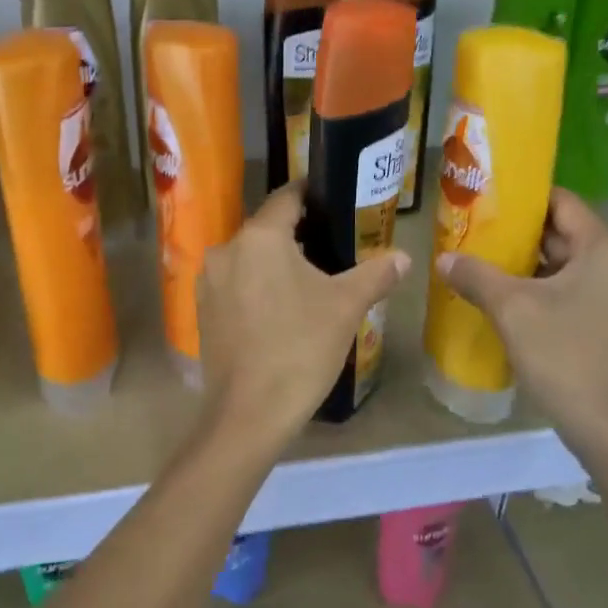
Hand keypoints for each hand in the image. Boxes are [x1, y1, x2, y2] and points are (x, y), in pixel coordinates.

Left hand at [196, 183, 410, 454]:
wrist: (249, 412)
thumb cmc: (301, 348)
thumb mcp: (346, 307)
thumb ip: (376, 274)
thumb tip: (404, 257)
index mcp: (260, 237)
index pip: (287, 197)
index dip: (312, 195)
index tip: (334, 202)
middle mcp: (226, 250)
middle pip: (267, 229)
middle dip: (297, 235)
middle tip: (331, 248)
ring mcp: (208, 282)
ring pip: (249, 259)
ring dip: (275, 264)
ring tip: (308, 282)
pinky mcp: (202, 311)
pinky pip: (235, 285)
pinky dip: (256, 287)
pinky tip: (279, 310)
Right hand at [436, 188, 607, 464]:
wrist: (607, 426)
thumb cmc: (565, 355)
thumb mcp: (512, 309)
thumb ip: (475, 275)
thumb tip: (443, 258)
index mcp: (603, 248)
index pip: (560, 202)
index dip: (521, 197)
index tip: (482, 197)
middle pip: (558, 232)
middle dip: (513, 232)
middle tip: (468, 229)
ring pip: (558, 264)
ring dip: (518, 263)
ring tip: (473, 259)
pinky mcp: (601, 321)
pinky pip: (562, 290)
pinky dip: (532, 288)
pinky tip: (495, 296)